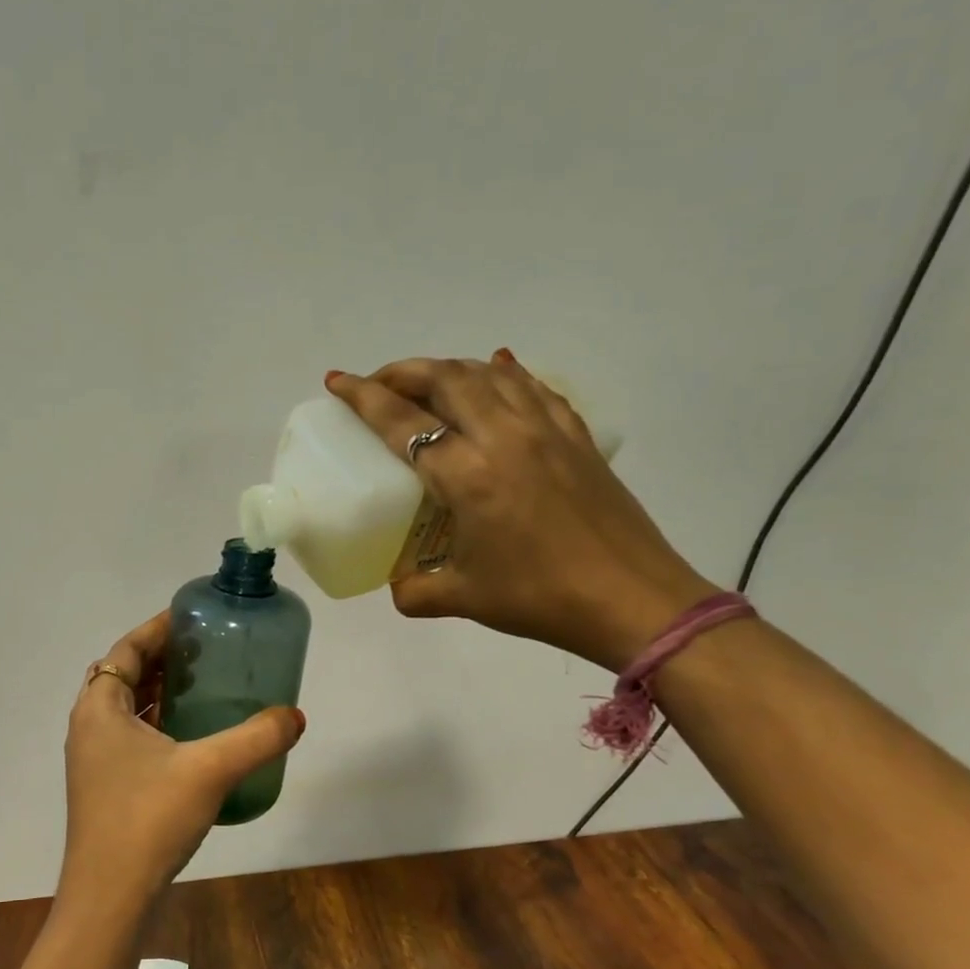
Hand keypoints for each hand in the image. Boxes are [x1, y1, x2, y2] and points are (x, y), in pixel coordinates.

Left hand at [60, 612, 304, 919]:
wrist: (110, 896)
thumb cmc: (148, 819)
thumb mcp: (209, 770)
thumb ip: (256, 738)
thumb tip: (295, 716)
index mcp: (100, 709)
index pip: (125, 650)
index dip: (156, 629)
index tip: (191, 617)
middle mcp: (89, 727)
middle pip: (122, 676)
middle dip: (160, 659)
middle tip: (204, 651)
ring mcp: (93, 760)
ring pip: (126, 710)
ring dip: (158, 693)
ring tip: (202, 686)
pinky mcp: (104, 787)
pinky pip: (130, 738)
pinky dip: (157, 725)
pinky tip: (192, 738)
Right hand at [326, 352, 716, 670]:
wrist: (632, 600)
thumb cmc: (540, 598)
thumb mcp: (464, 598)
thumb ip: (416, 590)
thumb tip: (397, 585)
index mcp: (467, 475)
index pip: (403, 422)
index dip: (364, 397)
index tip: (337, 381)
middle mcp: (504, 437)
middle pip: (445, 379)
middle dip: (403, 371)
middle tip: (378, 383)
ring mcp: (546, 430)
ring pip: (489, 374)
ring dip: (449, 368)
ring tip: (427, 382)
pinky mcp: (577, 436)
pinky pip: (533, 387)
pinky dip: (504, 374)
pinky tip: (497, 372)